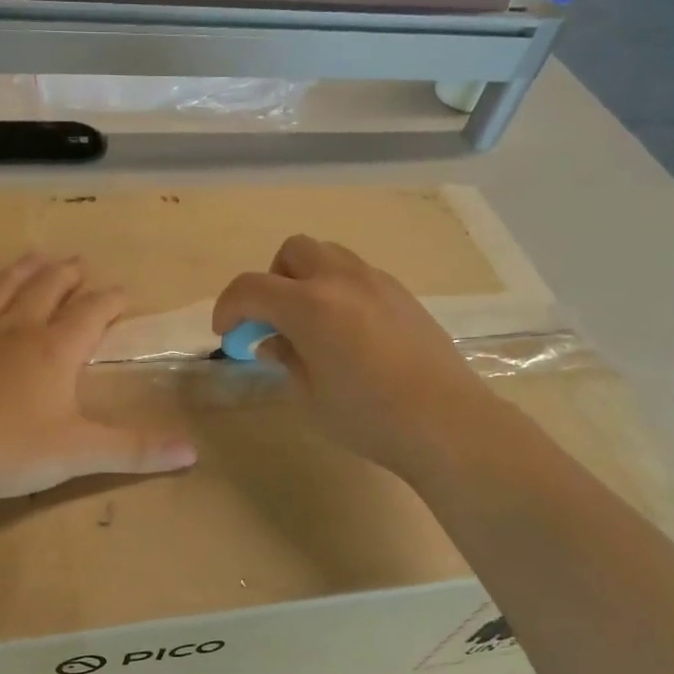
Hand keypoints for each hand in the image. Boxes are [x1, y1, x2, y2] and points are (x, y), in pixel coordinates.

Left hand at [0, 254, 198, 501]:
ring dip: (23, 269)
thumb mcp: (80, 454)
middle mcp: (17, 328)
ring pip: (2, 287)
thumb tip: (192, 453)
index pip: (93, 312)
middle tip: (80, 263)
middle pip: (48, 288)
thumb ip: (136, 450)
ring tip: (37, 256)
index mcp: (55, 349)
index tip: (125, 293)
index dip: (112, 299)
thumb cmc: (10, 452)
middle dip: (69, 274)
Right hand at [212, 235, 492, 476]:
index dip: (228, 307)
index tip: (227, 333)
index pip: (251, 288)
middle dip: (271, 280)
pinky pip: (357, 274)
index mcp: (310, 305)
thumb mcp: (308, 396)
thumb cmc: (367, 416)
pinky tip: (348, 332)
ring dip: (306, 279)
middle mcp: (341, 280)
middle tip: (273, 321)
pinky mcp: (402, 294)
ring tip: (311, 323)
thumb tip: (272, 340)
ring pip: (328, 255)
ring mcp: (377, 282)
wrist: (446, 421)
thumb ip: (284, 358)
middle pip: (292, 252)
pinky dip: (338, 289)